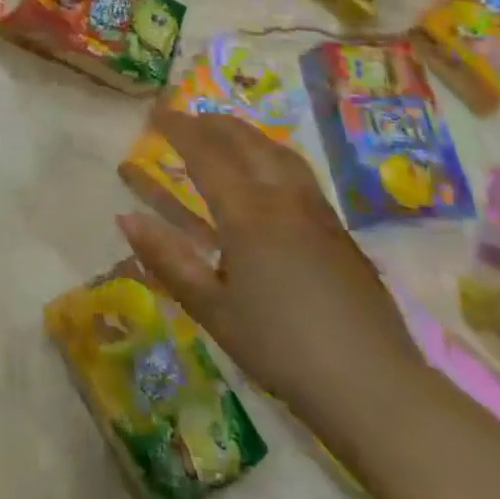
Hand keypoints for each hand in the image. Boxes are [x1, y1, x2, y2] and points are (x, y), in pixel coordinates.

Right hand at [118, 111, 422, 419]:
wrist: (374, 386)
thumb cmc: (280, 348)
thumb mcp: (212, 310)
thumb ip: (167, 260)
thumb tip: (126, 218)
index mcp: (247, 214)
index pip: (205, 153)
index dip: (178, 129)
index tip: (156, 112)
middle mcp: (282, 198)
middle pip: (244, 141)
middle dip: (211, 124)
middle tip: (184, 120)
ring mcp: (316, 210)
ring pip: (276, 151)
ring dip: (244, 134)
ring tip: (224, 134)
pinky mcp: (338, 229)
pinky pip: (297, 171)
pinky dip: (270, 154)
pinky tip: (266, 174)